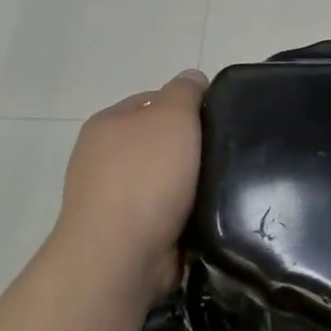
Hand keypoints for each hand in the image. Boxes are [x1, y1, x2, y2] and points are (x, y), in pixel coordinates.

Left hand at [53, 70, 206, 303]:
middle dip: (191, 148)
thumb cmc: (146, 176)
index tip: (220, 120)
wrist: (120, 253)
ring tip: (224, 187)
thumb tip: (193, 77)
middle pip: (159, 142)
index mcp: (108, 124)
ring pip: (163, 181)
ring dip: (189, 185)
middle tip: (228, 153)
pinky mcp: (125, 233)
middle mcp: (102, 158)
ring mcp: (110, 198)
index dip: (188, 106)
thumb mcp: (172, 117)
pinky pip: (164, 214)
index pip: (153, 102)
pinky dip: (183, 214)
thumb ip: (184, 92)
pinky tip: (206, 216)